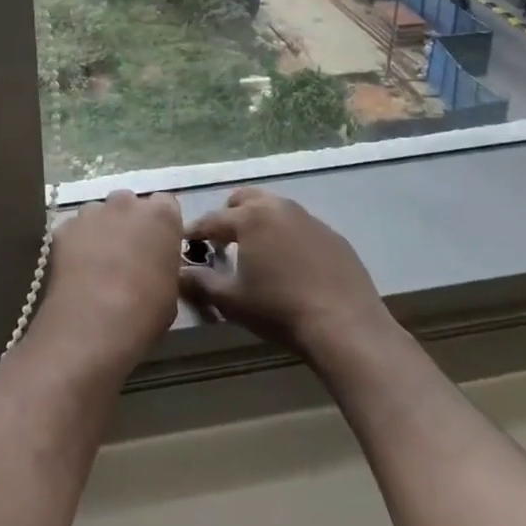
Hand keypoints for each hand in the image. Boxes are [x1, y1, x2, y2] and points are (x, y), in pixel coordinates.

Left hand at [34, 190, 184, 369]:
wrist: (93, 324)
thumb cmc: (144, 311)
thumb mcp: (171, 289)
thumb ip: (163, 262)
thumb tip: (153, 262)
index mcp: (160, 216)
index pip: (166, 204)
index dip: (161, 224)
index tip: (158, 244)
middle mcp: (126, 204)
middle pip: (129, 204)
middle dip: (129, 222)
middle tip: (128, 254)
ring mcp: (91, 212)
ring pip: (99, 214)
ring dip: (102, 230)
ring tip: (98, 264)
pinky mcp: (64, 227)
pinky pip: (75, 230)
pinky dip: (77, 244)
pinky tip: (77, 270)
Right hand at [181, 187, 391, 370]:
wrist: (346, 326)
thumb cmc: (280, 309)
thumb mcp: (232, 301)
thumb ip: (200, 283)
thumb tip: (179, 273)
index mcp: (250, 217)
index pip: (212, 219)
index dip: (195, 230)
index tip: (185, 240)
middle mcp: (278, 207)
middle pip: (244, 199)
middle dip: (228, 215)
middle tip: (222, 240)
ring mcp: (309, 219)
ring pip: (275, 209)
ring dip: (260, 222)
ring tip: (257, 250)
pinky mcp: (333, 235)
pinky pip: (301, 227)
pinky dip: (287, 236)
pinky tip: (291, 264)